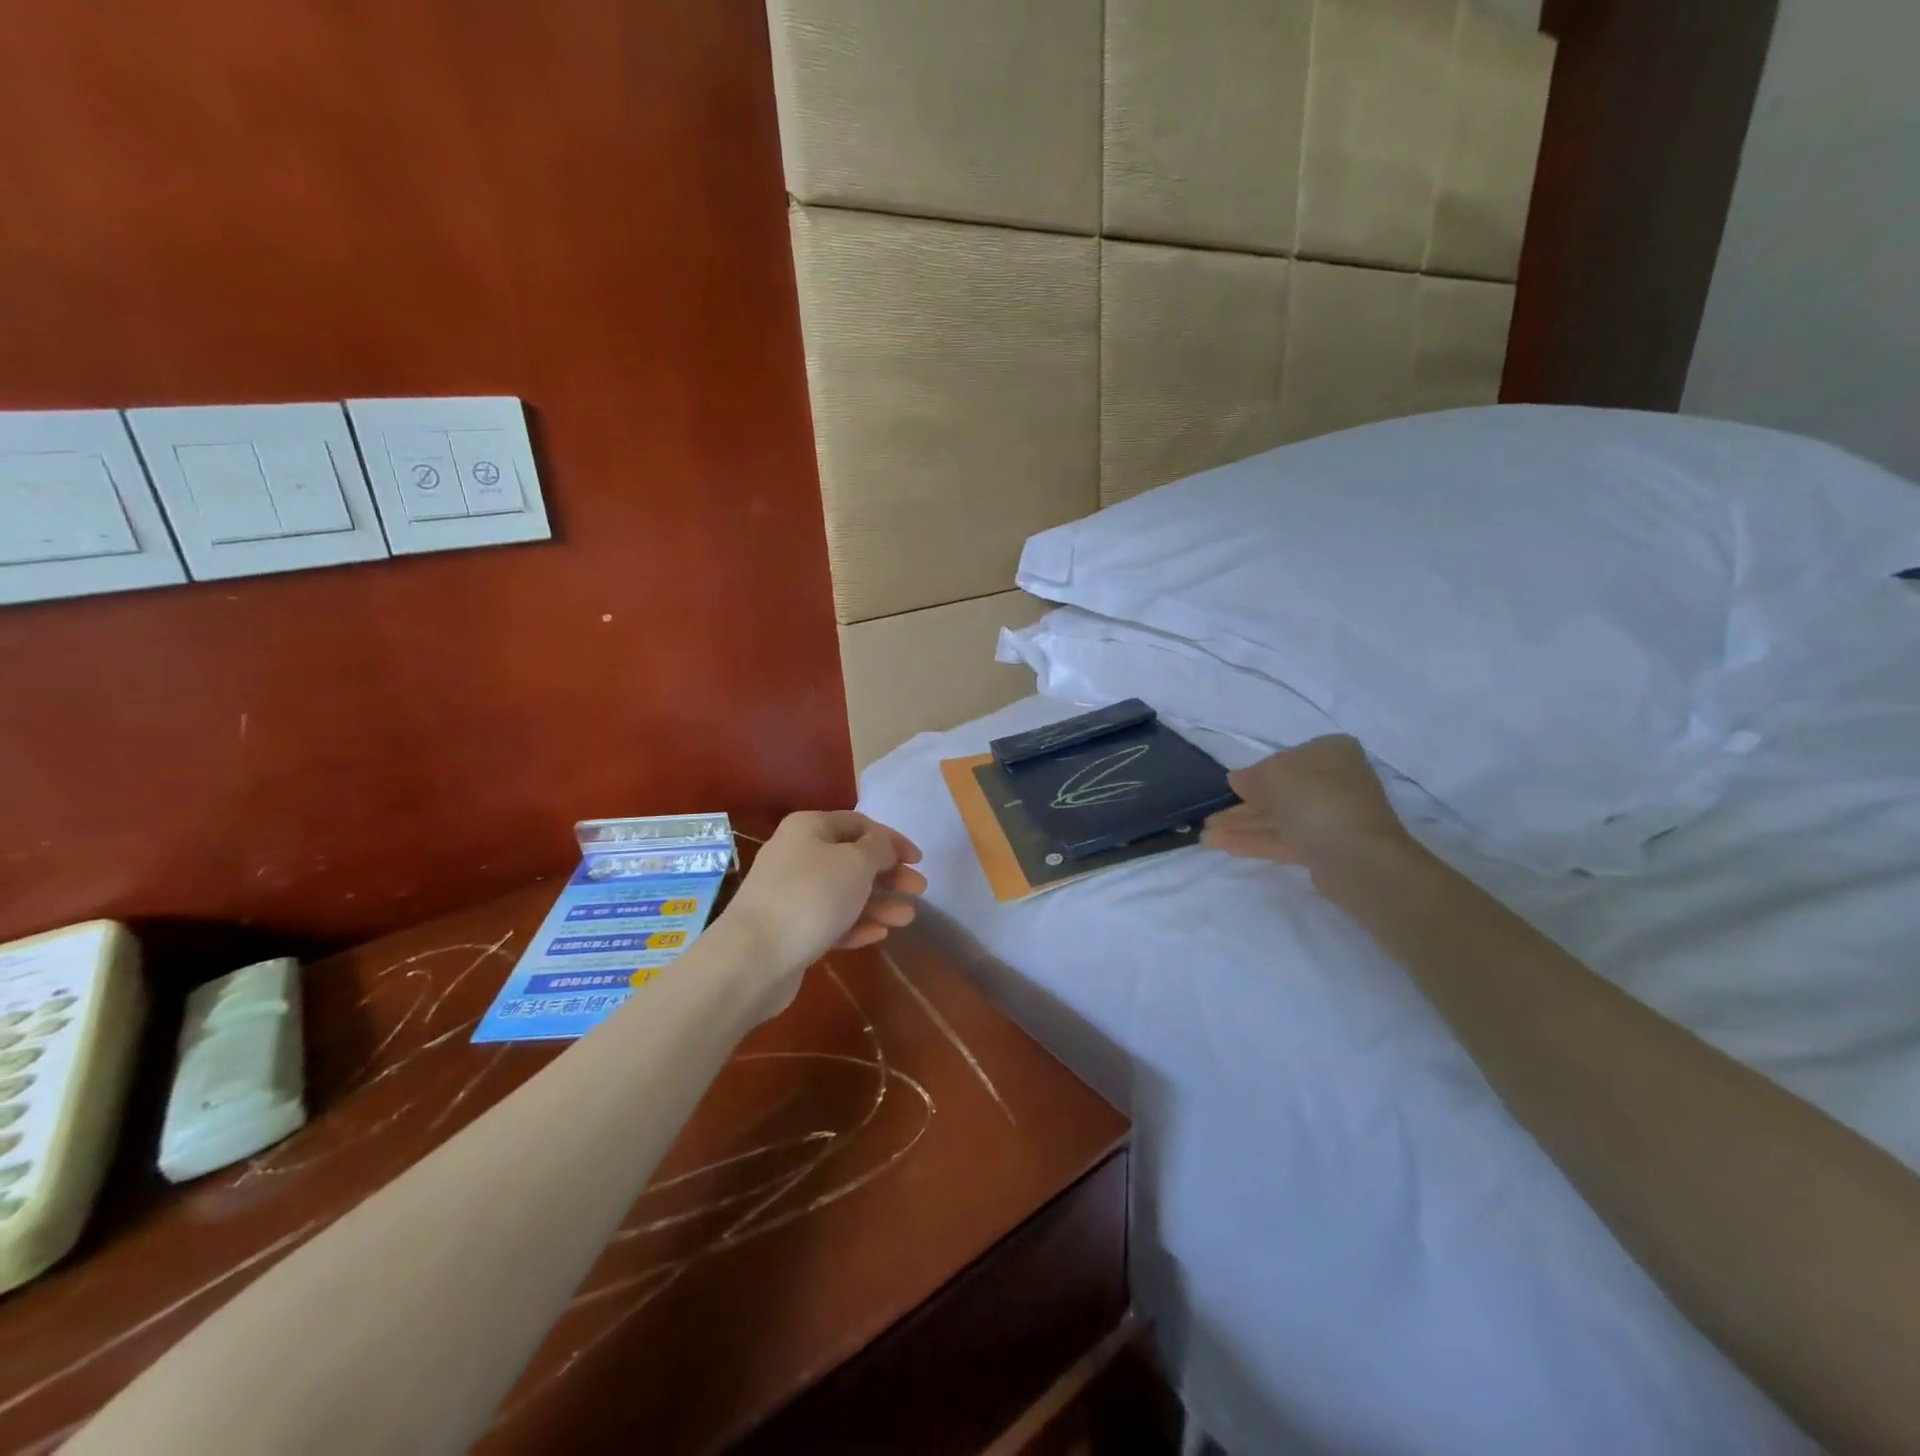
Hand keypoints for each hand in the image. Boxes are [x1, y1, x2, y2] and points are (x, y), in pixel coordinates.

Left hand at [722, 811, 926, 977]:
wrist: (753, 957)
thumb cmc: (811, 896)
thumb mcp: (856, 863)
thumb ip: (878, 849)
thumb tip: (882, 845)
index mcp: (809, 828)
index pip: (859, 824)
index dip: (892, 839)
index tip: (919, 860)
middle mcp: (797, 855)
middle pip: (852, 860)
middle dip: (888, 875)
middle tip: (919, 890)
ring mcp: (791, 894)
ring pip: (844, 893)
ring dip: (878, 903)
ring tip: (907, 918)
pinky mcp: (790, 930)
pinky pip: (830, 921)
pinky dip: (856, 925)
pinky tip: (880, 935)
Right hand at [1201, 735, 1413, 882]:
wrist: (1354, 854)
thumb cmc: (1313, 797)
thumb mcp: (1271, 774)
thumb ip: (1251, 776)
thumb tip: (1238, 780)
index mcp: (1330, 752)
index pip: (1286, 759)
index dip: (1255, 773)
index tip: (1232, 788)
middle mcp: (1335, 781)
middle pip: (1279, 792)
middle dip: (1242, 806)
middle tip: (1210, 818)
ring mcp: (1331, 817)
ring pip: (1278, 818)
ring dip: (1241, 826)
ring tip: (1205, 836)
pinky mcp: (1325, 847)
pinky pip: (1283, 839)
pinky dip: (1254, 840)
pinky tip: (1221, 845)